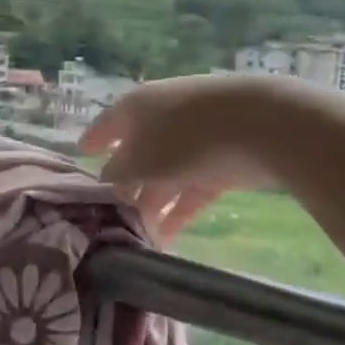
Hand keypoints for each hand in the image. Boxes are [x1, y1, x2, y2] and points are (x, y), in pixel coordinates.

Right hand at [80, 76, 294, 242]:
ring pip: (165, 174)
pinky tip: (168, 238)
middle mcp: (164, 116)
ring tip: (139, 238)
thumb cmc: (185, 138)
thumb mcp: (139, 162)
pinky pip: (193, 186)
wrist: (262, 127)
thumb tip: (107, 182)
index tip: (81, 156)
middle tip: (110, 216)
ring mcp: (197, 137)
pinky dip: (179, 210)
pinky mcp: (224, 159)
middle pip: (137, 154)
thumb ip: (116, 175)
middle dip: (125, 186)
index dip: (93, 141)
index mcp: (137, 106)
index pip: (107, 124)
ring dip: (152, 205)